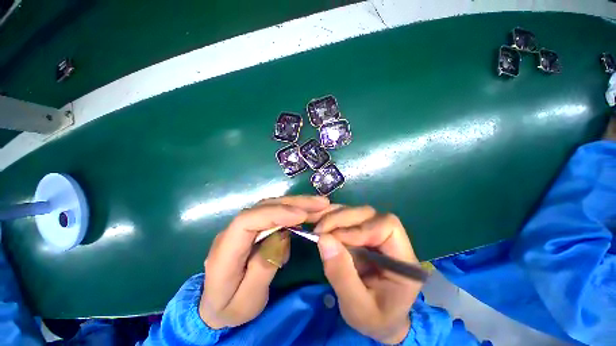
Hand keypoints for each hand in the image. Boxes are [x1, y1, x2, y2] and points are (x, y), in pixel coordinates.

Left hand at [199, 195, 330, 328]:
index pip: (247, 221)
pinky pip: (274, 213)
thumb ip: (263, 267)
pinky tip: (307, 212)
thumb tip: (283, 236)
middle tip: (320, 204)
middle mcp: (232, 231)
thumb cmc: (230, 308)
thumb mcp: (247, 300)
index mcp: (225, 251)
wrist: (214, 305)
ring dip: (296, 203)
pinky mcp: (253, 227)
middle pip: (263, 207)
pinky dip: (292, 210)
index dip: (275, 214)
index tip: (302, 216)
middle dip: (293, 204)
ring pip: (271, 206)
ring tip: (319, 204)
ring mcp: (243, 226)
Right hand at [314, 207, 421, 343]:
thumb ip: (342, 276)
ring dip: (335, 216)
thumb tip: (323, 239)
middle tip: (320, 230)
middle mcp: (392, 240)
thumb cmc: (374, 319)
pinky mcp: (363, 232)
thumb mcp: (357, 308)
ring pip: (356, 212)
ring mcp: (376, 233)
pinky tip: (321, 222)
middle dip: (342, 219)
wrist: (379, 321)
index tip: (336, 239)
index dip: (361, 228)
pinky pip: (348, 216)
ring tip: (318, 227)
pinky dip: (332, 216)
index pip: (388, 227)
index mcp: (403, 259)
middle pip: (369, 214)